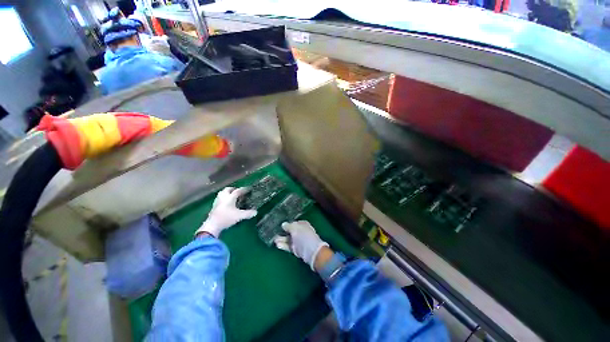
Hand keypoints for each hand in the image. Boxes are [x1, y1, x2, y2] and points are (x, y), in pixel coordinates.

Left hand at [195, 187, 256, 237]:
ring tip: (232, 196)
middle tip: (239, 192)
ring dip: (227, 193)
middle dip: (234, 189)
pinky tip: (226, 203)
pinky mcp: (214, 206)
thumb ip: (248, 213)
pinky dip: (224, 198)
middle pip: (228, 189)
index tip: (249, 189)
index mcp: (230, 197)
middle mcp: (223, 197)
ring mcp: (217, 201)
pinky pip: (220, 198)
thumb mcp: (239, 216)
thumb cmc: (226, 218)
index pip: (238, 191)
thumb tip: (256, 212)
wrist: (212, 225)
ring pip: (222, 193)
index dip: (244, 189)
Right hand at [273, 221, 328, 269]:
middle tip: (274, 233)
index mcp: (303, 224)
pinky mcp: (296, 249)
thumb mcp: (295, 228)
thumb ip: (288, 226)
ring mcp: (299, 241)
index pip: (294, 223)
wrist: (311, 251)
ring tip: (274, 240)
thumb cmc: (304, 236)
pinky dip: (283, 245)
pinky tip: (277, 245)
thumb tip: (283, 224)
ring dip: (282, 239)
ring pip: (289, 239)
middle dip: (283, 232)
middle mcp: (301, 232)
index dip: (288, 224)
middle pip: (291, 231)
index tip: (280, 225)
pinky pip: (289, 246)